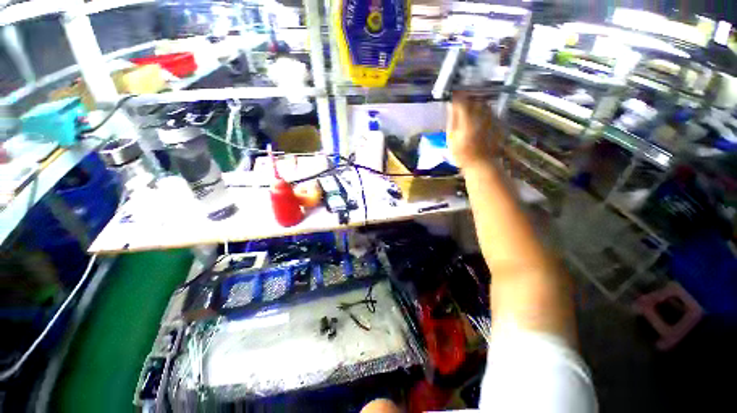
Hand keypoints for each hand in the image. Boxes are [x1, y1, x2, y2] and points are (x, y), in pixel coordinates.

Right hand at [447, 94, 501, 169]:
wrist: (481, 163)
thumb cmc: (462, 153)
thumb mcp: (451, 138)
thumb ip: (452, 120)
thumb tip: (452, 106)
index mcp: (467, 118)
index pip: (461, 100)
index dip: (456, 97)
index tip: (452, 98)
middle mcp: (480, 114)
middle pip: (473, 99)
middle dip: (466, 100)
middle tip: (460, 106)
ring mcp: (491, 117)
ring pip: (483, 104)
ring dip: (476, 105)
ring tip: (470, 112)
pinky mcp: (498, 122)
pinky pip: (490, 111)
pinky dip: (484, 112)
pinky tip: (480, 120)